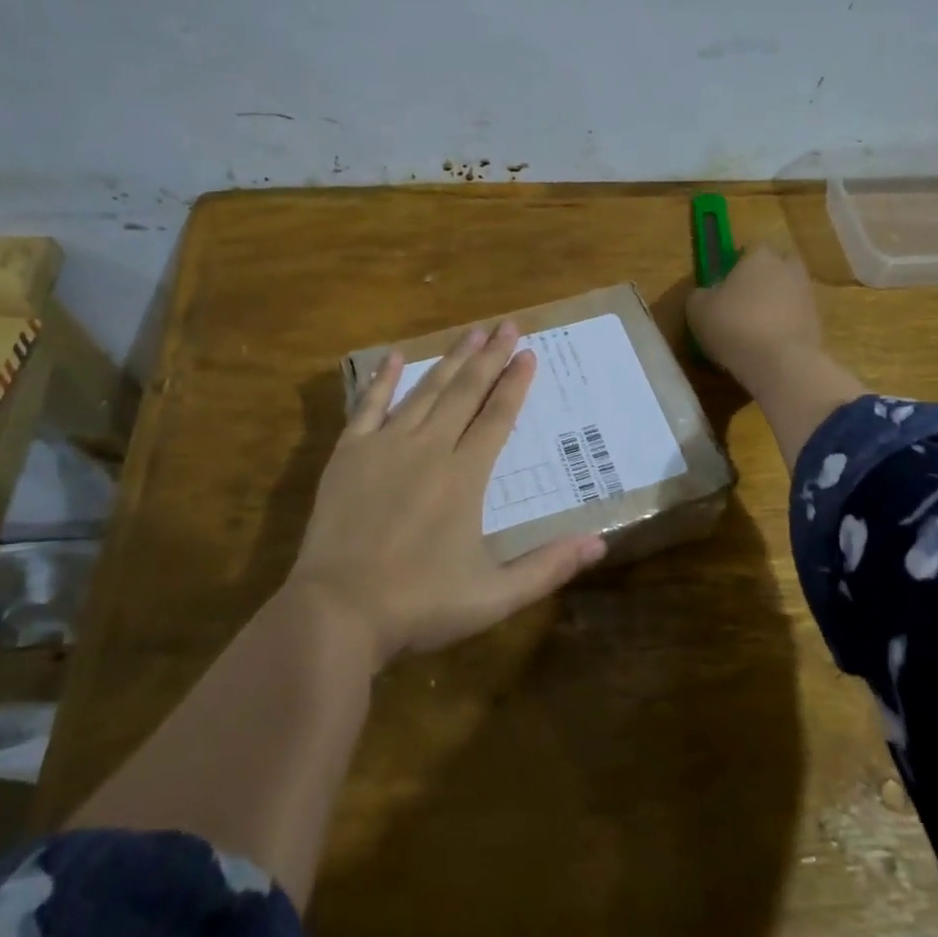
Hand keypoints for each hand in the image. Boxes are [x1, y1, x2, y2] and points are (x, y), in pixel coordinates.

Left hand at [288, 320, 606, 670]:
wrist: (337, 611)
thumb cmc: (419, 605)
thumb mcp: (493, 597)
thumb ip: (547, 567)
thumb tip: (600, 545)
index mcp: (464, 477)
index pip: (497, 417)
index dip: (515, 384)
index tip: (528, 353)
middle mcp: (429, 449)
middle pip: (465, 393)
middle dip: (489, 357)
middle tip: (506, 325)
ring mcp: (385, 446)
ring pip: (425, 391)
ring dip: (450, 360)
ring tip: (470, 333)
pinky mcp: (349, 454)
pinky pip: (368, 405)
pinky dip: (383, 379)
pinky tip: (395, 356)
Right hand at [687, 242, 822, 384]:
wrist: (779, 363)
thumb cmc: (733, 325)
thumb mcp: (697, 308)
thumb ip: (701, 294)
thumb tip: (708, 294)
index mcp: (760, 257)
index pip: (751, 248)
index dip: (738, 263)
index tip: (725, 282)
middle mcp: (789, 269)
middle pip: (777, 266)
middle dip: (764, 279)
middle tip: (743, 301)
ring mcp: (808, 296)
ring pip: (789, 293)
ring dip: (775, 305)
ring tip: (754, 329)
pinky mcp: (818, 324)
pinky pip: (796, 318)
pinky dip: (784, 327)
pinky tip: (767, 346)